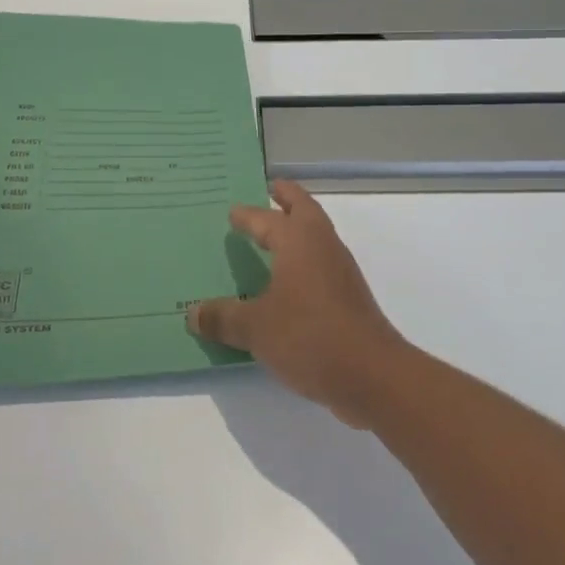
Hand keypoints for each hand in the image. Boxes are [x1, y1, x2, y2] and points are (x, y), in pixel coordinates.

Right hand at [187, 180, 411, 426]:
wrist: (372, 375)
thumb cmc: (310, 336)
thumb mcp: (255, 328)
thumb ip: (223, 317)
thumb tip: (192, 313)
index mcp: (298, 241)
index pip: (266, 218)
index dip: (247, 215)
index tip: (232, 211)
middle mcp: (322, 246)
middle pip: (304, 209)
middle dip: (287, 198)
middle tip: (270, 190)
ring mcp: (340, 271)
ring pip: (316, 236)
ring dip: (297, 230)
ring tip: (273, 237)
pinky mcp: (349, 298)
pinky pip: (321, 266)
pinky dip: (304, 262)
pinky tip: (288, 284)